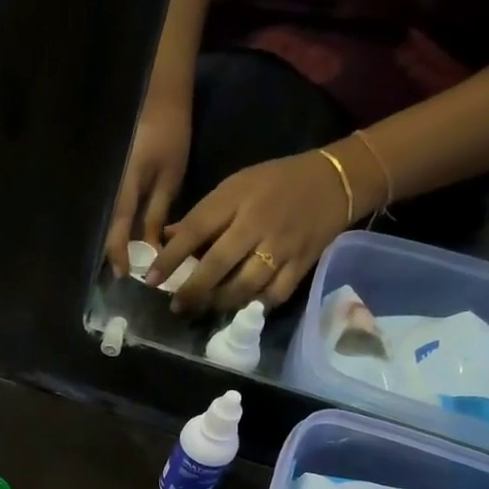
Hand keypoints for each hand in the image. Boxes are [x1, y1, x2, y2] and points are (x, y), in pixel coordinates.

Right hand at [104, 92, 191, 275]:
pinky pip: (107, 211)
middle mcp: (106, 190)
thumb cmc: (169, 134)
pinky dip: (115, 226)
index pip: (115, 231)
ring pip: (103, 222)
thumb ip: (156, 215)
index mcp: (122, 189)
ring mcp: (103, 185)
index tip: (124, 276)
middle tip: (126, 274)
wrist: (156, 97)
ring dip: (113, 242)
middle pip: (103, 230)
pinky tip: (126, 237)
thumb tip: (152, 249)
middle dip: (113, 253)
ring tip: (126, 260)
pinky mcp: (106, 182)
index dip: (119, 256)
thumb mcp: (169, 178)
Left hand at [148, 148, 352, 312]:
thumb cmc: (275, 182)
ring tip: (205, 308)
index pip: (195, 230)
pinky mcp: (302, 263)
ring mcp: (282, 246)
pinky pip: (274, 294)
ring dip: (220, 302)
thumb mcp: (235, 186)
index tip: (151, 280)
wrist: (337, 179)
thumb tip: (166, 238)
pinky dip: (256, 304)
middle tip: (176, 306)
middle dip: (192, 290)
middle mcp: (257, 223)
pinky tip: (241, 308)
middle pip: (218, 264)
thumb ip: (202, 216)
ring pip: (245, 284)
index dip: (170, 258)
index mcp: (236, 199)